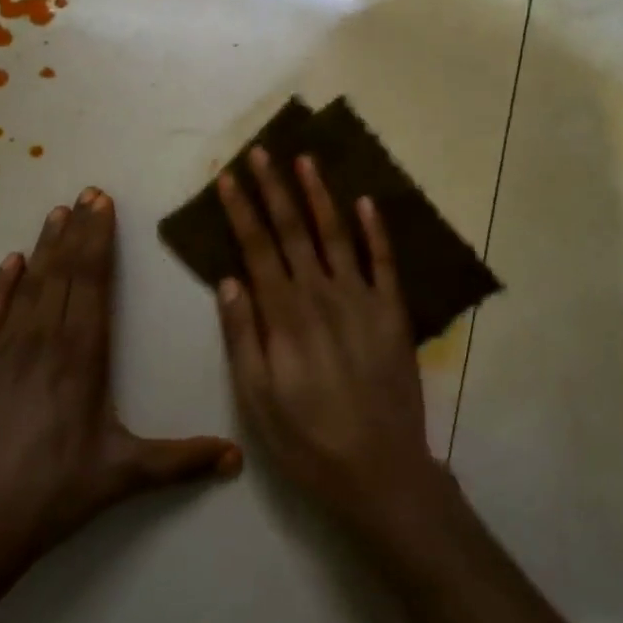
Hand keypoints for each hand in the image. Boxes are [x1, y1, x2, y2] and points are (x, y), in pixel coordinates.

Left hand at [0, 187, 240, 574]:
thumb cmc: (51, 495)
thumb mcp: (122, 476)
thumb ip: (180, 461)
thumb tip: (237, 460)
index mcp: (82, 357)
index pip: (94, 283)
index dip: (99, 241)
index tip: (103, 206)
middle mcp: (44, 340)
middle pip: (65, 272)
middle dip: (79, 230)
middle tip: (88, 192)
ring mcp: (4, 350)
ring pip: (31, 284)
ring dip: (46, 246)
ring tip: (57, 211)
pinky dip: (3, 284)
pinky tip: (11, 261)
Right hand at [214, 150, 443, 539]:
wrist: (380, 471)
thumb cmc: (308, 440)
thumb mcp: (257, 399)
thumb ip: (242, 335)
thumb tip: (229, 280)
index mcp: (285, 315)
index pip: (257, 248)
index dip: (241, 210)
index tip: (228, 178)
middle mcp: (322, 295)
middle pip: (293, 230)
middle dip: (274, 188)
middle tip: (261, 151)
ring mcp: (362, 299)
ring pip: (336, 234)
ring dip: (319, 195)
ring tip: (305, 160)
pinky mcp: (393, 312)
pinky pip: (384, 261)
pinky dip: (375, 228)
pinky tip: (365, 200)